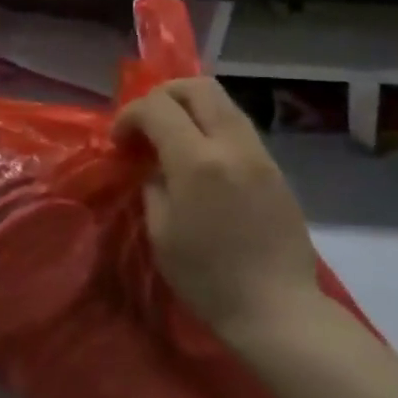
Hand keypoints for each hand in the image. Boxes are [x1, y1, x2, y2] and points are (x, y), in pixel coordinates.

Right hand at [115, 78, 319, 338]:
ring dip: (189, 109)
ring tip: (171, 140)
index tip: (119, 142)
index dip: (129, 115)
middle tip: (145, 125)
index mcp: (198, 162)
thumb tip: (155, 166)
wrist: (277, 310)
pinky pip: (238, 128)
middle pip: (197, 87)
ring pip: (222, 103)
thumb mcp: (160, 231)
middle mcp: (233, 146)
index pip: (157, 107)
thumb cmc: (207, 277)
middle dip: (162, 96)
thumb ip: (153, 185)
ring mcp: (260, 155)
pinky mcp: (275, 170)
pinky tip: (199, 160)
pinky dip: (210, 128)